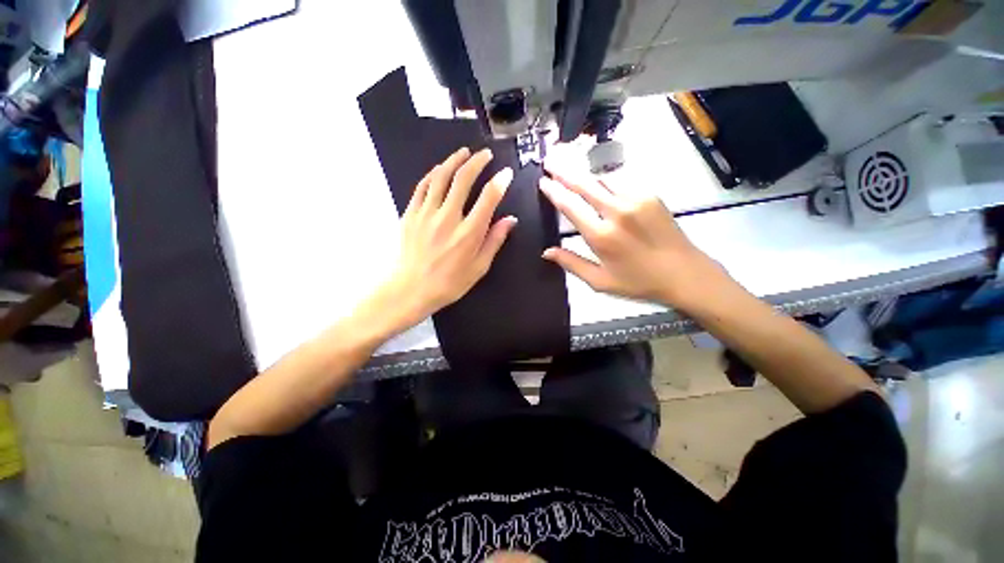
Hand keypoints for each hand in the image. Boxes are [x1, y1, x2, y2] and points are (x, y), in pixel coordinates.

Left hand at [370, 147, 516, 334]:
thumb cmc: (450, 282)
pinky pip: (422, 186)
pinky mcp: (411, 213)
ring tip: (464, 153)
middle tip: (485, 155)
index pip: (488, 198)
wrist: (412, 289)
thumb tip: (510, 220)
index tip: (506, 173)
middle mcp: (448, 218)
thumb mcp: (479, 267)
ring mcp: (426, 213)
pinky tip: (440, 169)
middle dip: (477, 162)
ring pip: (440, 176)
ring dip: (454, 161)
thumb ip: (495, 240)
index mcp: (468, 233)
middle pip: (463, 179)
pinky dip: (433, 174)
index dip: (499, 181)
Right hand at [538, 168, 733, 311]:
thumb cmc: (638, 282)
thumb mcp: (600, 281)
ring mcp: (636, 200)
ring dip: (586, 175)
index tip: (543, 181)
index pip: (570, 206)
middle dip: (564, 171)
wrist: (685, 274)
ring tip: (571, 170)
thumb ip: (571, 263)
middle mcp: (617, 212)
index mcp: (601, 236)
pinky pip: (622, 182)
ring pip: (603, 179)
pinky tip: (600, 185)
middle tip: (550, 161)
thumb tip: (547, 251)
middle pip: (585, 184)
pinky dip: (607, 182)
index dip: (554, 191)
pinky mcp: (651, 195)